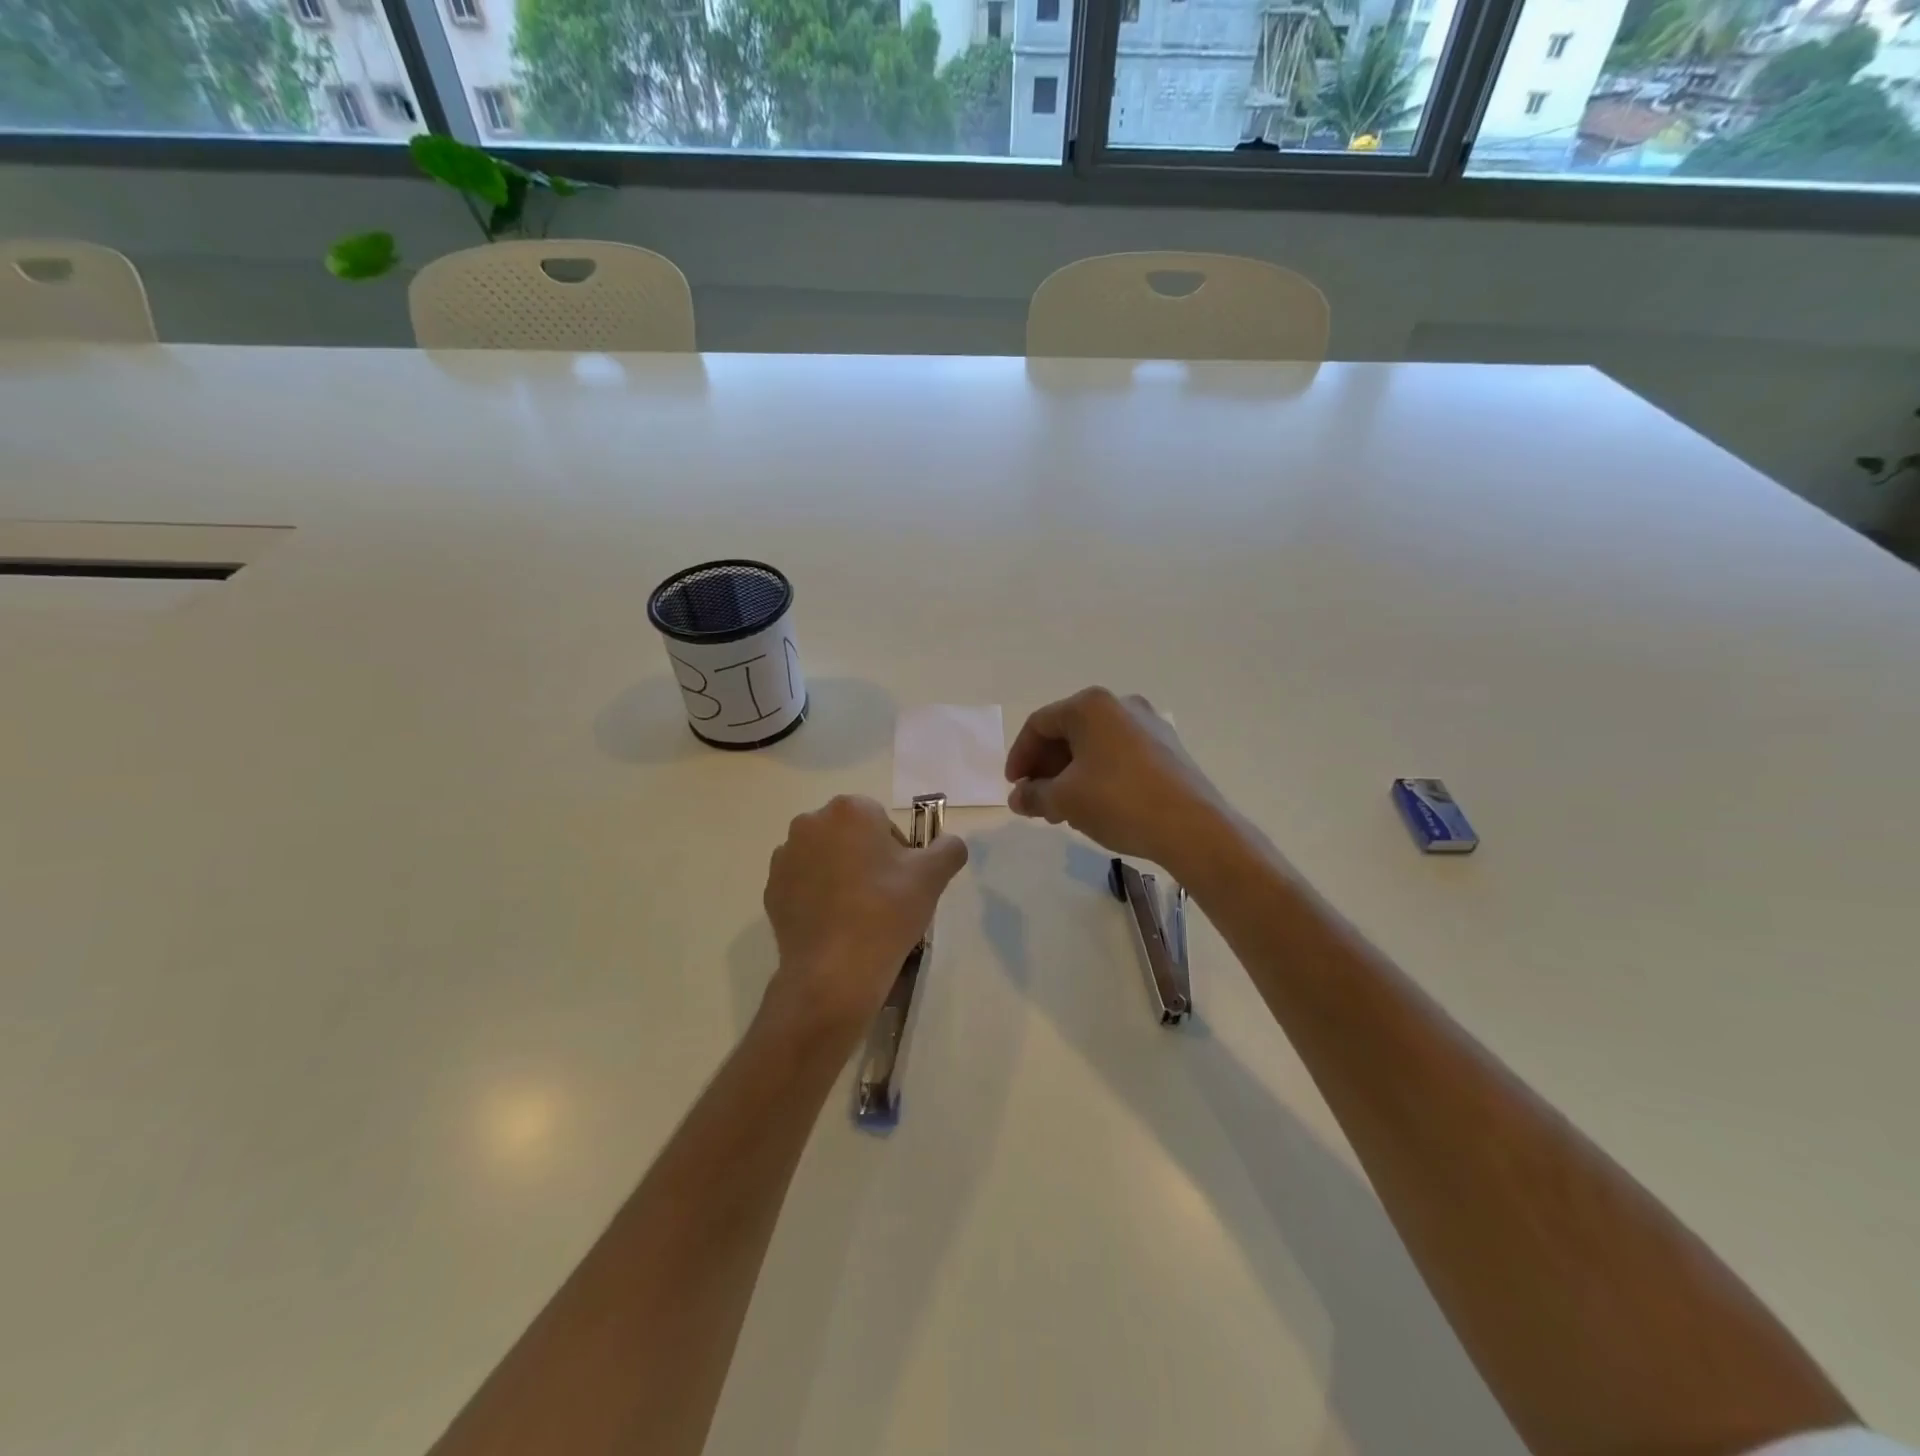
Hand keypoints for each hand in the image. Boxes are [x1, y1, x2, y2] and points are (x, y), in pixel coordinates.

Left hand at [760, 795, 968, 1036]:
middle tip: (883, 897)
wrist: (833, 972)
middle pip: (850, 835)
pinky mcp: (770, 889)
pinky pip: (803, 883)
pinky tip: (833, 925)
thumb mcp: (933, 876)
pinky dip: (817, 896)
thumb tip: (949, 844)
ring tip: (856, 914)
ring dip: (839, 874)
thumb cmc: (886, 912)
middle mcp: (811, 822)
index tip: (902, 881)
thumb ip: (949, 848)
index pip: (881, 820)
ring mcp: (785, 856)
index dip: (897, 850)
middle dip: (865, 858)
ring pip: (824, 857)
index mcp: (850, 810)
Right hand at [1005, 687, 1229, 870]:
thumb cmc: (1118, 801)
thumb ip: (1034, 794)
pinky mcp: (1168, 748)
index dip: (1020, 756)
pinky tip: (1096, 805)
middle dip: (1046, 768)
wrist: (1192, 827)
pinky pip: (1119, 755)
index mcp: (1091, 705)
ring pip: (1095, 746)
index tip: (1014, 787)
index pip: (1039, 724)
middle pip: (1068, 732)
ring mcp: (1149, 725)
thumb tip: (1018, 797)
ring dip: (1071, 774)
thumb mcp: (1064, 800)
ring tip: (1063, 810)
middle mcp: (1121, 704)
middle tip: (1036, 800)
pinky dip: (1099, 775)